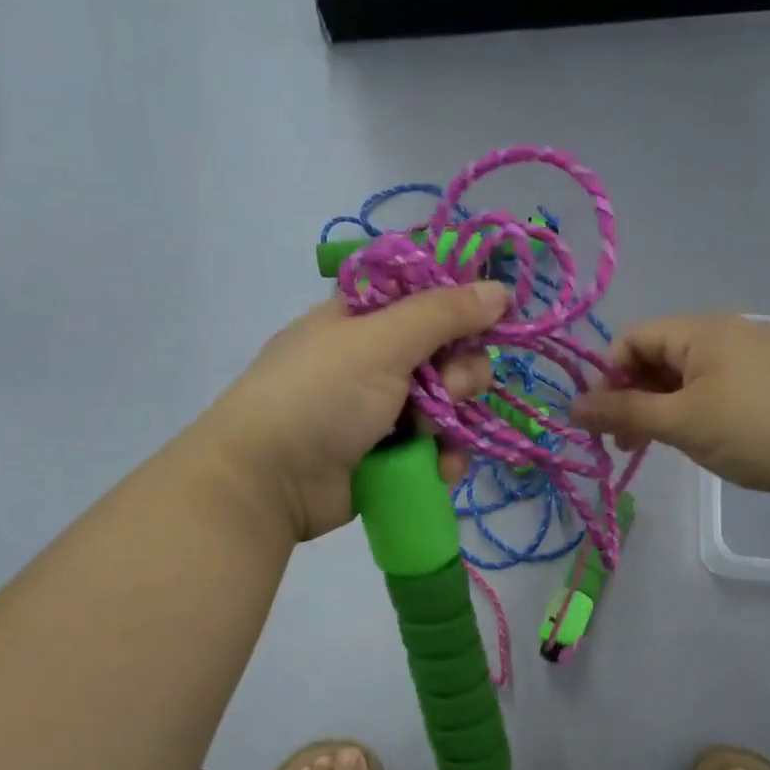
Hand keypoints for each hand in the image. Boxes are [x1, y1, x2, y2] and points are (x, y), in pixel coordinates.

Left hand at [199, 282, 507, 541]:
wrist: (269, 480)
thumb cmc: (320, 395)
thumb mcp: (381, 342)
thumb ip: (444, 314)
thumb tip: (500, 289)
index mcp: (365, 319)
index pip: (429, 303)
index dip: (461, 314)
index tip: (485, 326)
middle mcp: (376, 361)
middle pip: (447, 358)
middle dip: (458, 377)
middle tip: (445, 392)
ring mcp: (382, 412)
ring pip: (447, 409)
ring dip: (453, 424)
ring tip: (432, 438)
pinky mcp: (388, 457)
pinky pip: (435, 449)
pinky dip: (442, 459)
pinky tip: (438, 469)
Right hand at [572, 313, 769, 506]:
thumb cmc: (756, 429)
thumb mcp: (682, 423)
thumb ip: (624, 413)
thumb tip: (571, 407)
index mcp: (702, 330)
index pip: (633, 339)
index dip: (608, 378)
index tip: (605, 423)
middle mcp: (727, 333)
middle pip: (658, 356)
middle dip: (633, 398)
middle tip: (626, 445)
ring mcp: (754, 356)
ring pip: (687, 377)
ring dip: (662, 408)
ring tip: (659, 448)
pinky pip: (716, 389)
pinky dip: (694, 412)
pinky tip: (700, 441)